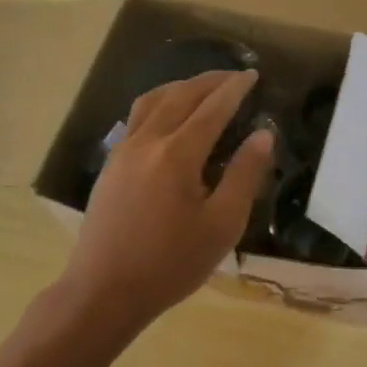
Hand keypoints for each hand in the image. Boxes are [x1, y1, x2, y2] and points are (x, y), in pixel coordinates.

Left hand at [38, 70, 273, 340]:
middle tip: (235, 75)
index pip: (213, 108)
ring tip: (203, 87)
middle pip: (181, 96)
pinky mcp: (111, 165)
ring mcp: (123, 151)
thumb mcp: (222, 224)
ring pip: (153, 101)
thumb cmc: (171, 263)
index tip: (254, 74)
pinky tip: (169, 116)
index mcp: (177, 155)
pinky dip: (161, 103)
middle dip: (210, 81)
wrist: (103, 292)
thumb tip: (263, 135)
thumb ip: (244, 175)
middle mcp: (147, 142)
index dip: (235, 89)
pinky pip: (137, 117)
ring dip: (182, 87)